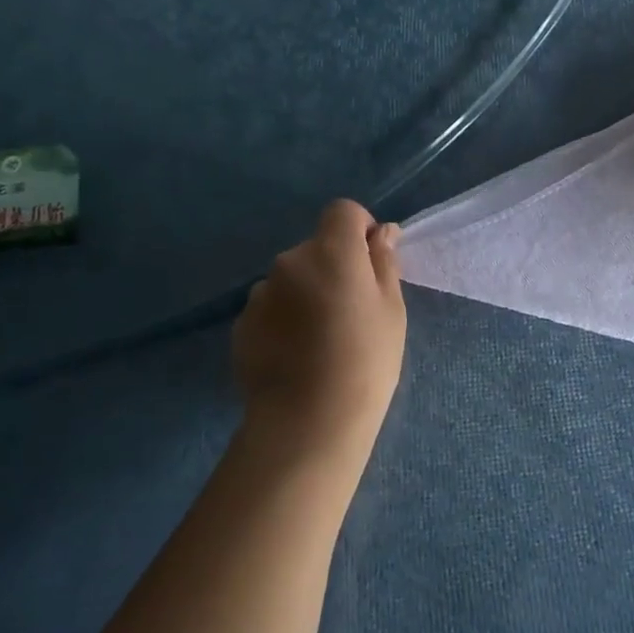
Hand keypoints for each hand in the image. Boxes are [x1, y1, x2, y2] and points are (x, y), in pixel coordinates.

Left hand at [232, 200, 406, 460]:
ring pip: (291, 280)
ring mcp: (260, 294)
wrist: (308, 421)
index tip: (372, 263)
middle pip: (316, 248)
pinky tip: (297, 357)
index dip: (360, 229)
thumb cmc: (365, 361)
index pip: (342, 211)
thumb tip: (382, 233)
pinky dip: (284, 321)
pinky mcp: (241, 326)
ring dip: (306, 294)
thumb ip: (384, 263)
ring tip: (321, 342)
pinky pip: (271, 309)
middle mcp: (289, 261)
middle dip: (334, 267)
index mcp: (331, 252)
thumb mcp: (391, 310)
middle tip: (352, 313)